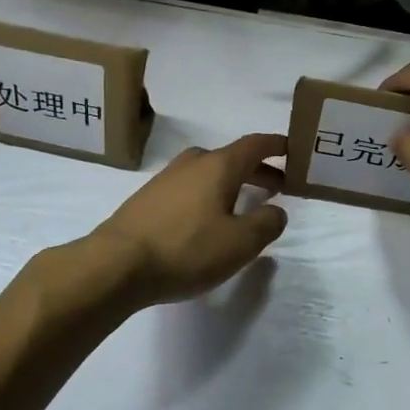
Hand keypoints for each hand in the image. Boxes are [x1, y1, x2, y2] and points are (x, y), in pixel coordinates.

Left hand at [92, 134, 289, 306]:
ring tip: (242, 206)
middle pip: (231, 158)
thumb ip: (266, 223)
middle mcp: (192, 164)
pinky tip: (206, 221)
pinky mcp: (147, 199)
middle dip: (257, 170)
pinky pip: (188, 188)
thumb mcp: (240, 243)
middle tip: (277, 187)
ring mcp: (165, 179)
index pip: (255, 145)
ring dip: (231, 183)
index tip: (293, 150)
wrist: (116, 265)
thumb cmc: (186, 249)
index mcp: (218, 166)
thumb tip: (276, 211)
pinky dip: (207, 195)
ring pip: (207, 173)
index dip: (276, 146)